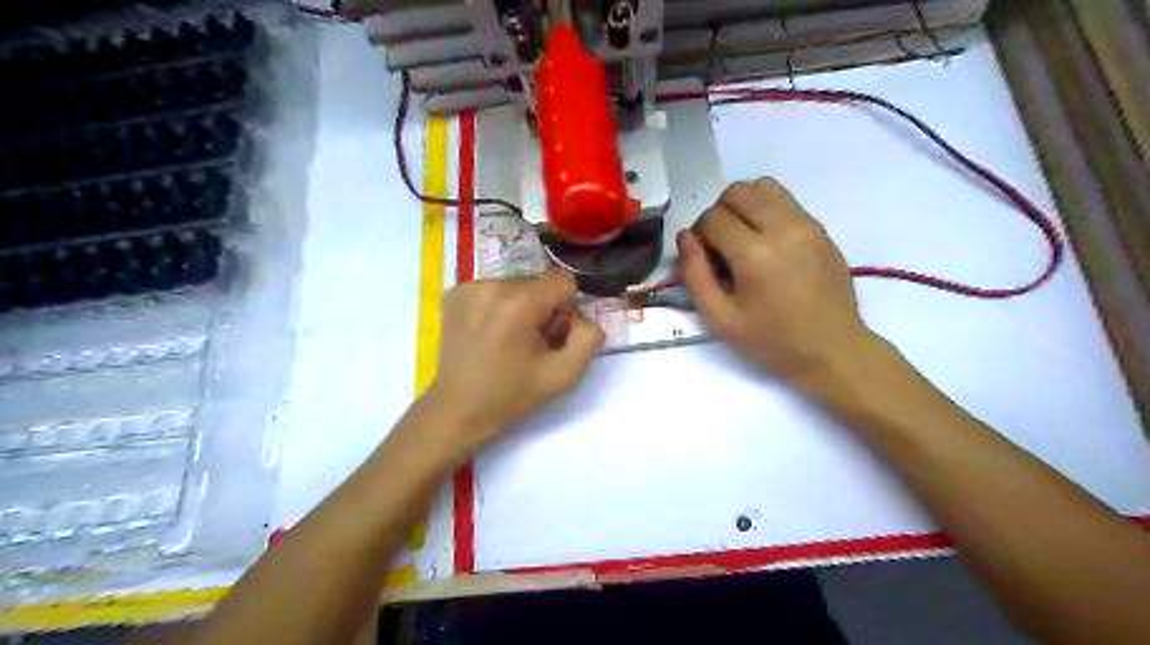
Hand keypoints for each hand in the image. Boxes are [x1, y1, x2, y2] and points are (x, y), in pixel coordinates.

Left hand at [420, 272, 601, 448]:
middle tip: (529, 344)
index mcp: (519, 303)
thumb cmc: (511, 395)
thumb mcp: (564, 376)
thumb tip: (581, 316)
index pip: (563, 281)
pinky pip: (493, 289)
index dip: (566, 309)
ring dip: (520, 306)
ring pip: (516, 285)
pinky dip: (497, 307)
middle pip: (538, 283)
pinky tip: (488, 333)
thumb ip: (588, 339)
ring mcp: (469, 287)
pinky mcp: (454, 293)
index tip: (552, 336)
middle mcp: (492, 285)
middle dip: (542, 308)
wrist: (457, 409)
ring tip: (507, 340)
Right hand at [676, 177, 877, 387]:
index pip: (713, 218)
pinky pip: (785, 200)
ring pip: (763, 186)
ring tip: (742, 237)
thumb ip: (695, 275)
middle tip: (720, 246)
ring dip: (743, 205)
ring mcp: (806, 224)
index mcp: (755, 255)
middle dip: (719, 213)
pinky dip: (766, 210)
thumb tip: (685, 237)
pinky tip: (766, 243)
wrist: (832, 350)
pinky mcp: (820, 228)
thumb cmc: (772, 341)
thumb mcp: (720, 318)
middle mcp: (783, 228)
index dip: (699, 235)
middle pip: (737, 192)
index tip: (704, 259)